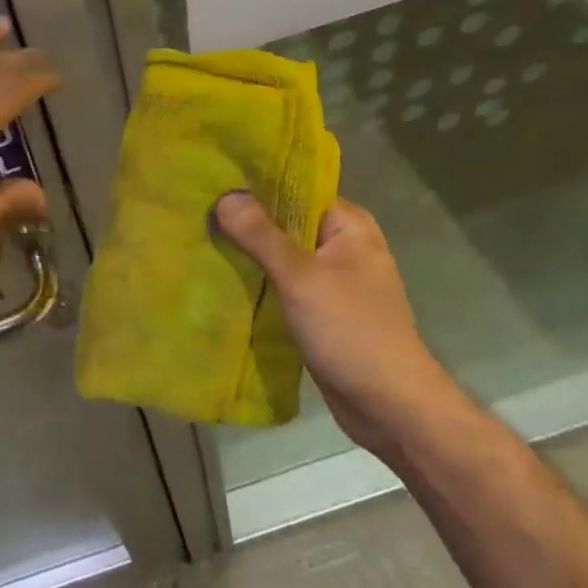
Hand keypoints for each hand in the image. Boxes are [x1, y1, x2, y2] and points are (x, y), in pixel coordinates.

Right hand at [213, 192, 466, 458]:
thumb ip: (261, 235)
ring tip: (200, 238)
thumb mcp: (301, 277)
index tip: (213, 180)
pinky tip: (222, 276)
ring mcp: (331, 278)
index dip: (255, 182)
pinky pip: (282, 282)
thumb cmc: (351, 331)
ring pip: (281, 254)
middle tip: (198, 209)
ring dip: (248, 251)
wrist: (390, 407)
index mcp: (348, 225)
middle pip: (285, 220)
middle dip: (245, 219)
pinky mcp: (320, 309)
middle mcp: (342, 245)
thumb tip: (225, 195)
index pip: (296, 187)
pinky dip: (257, 280)